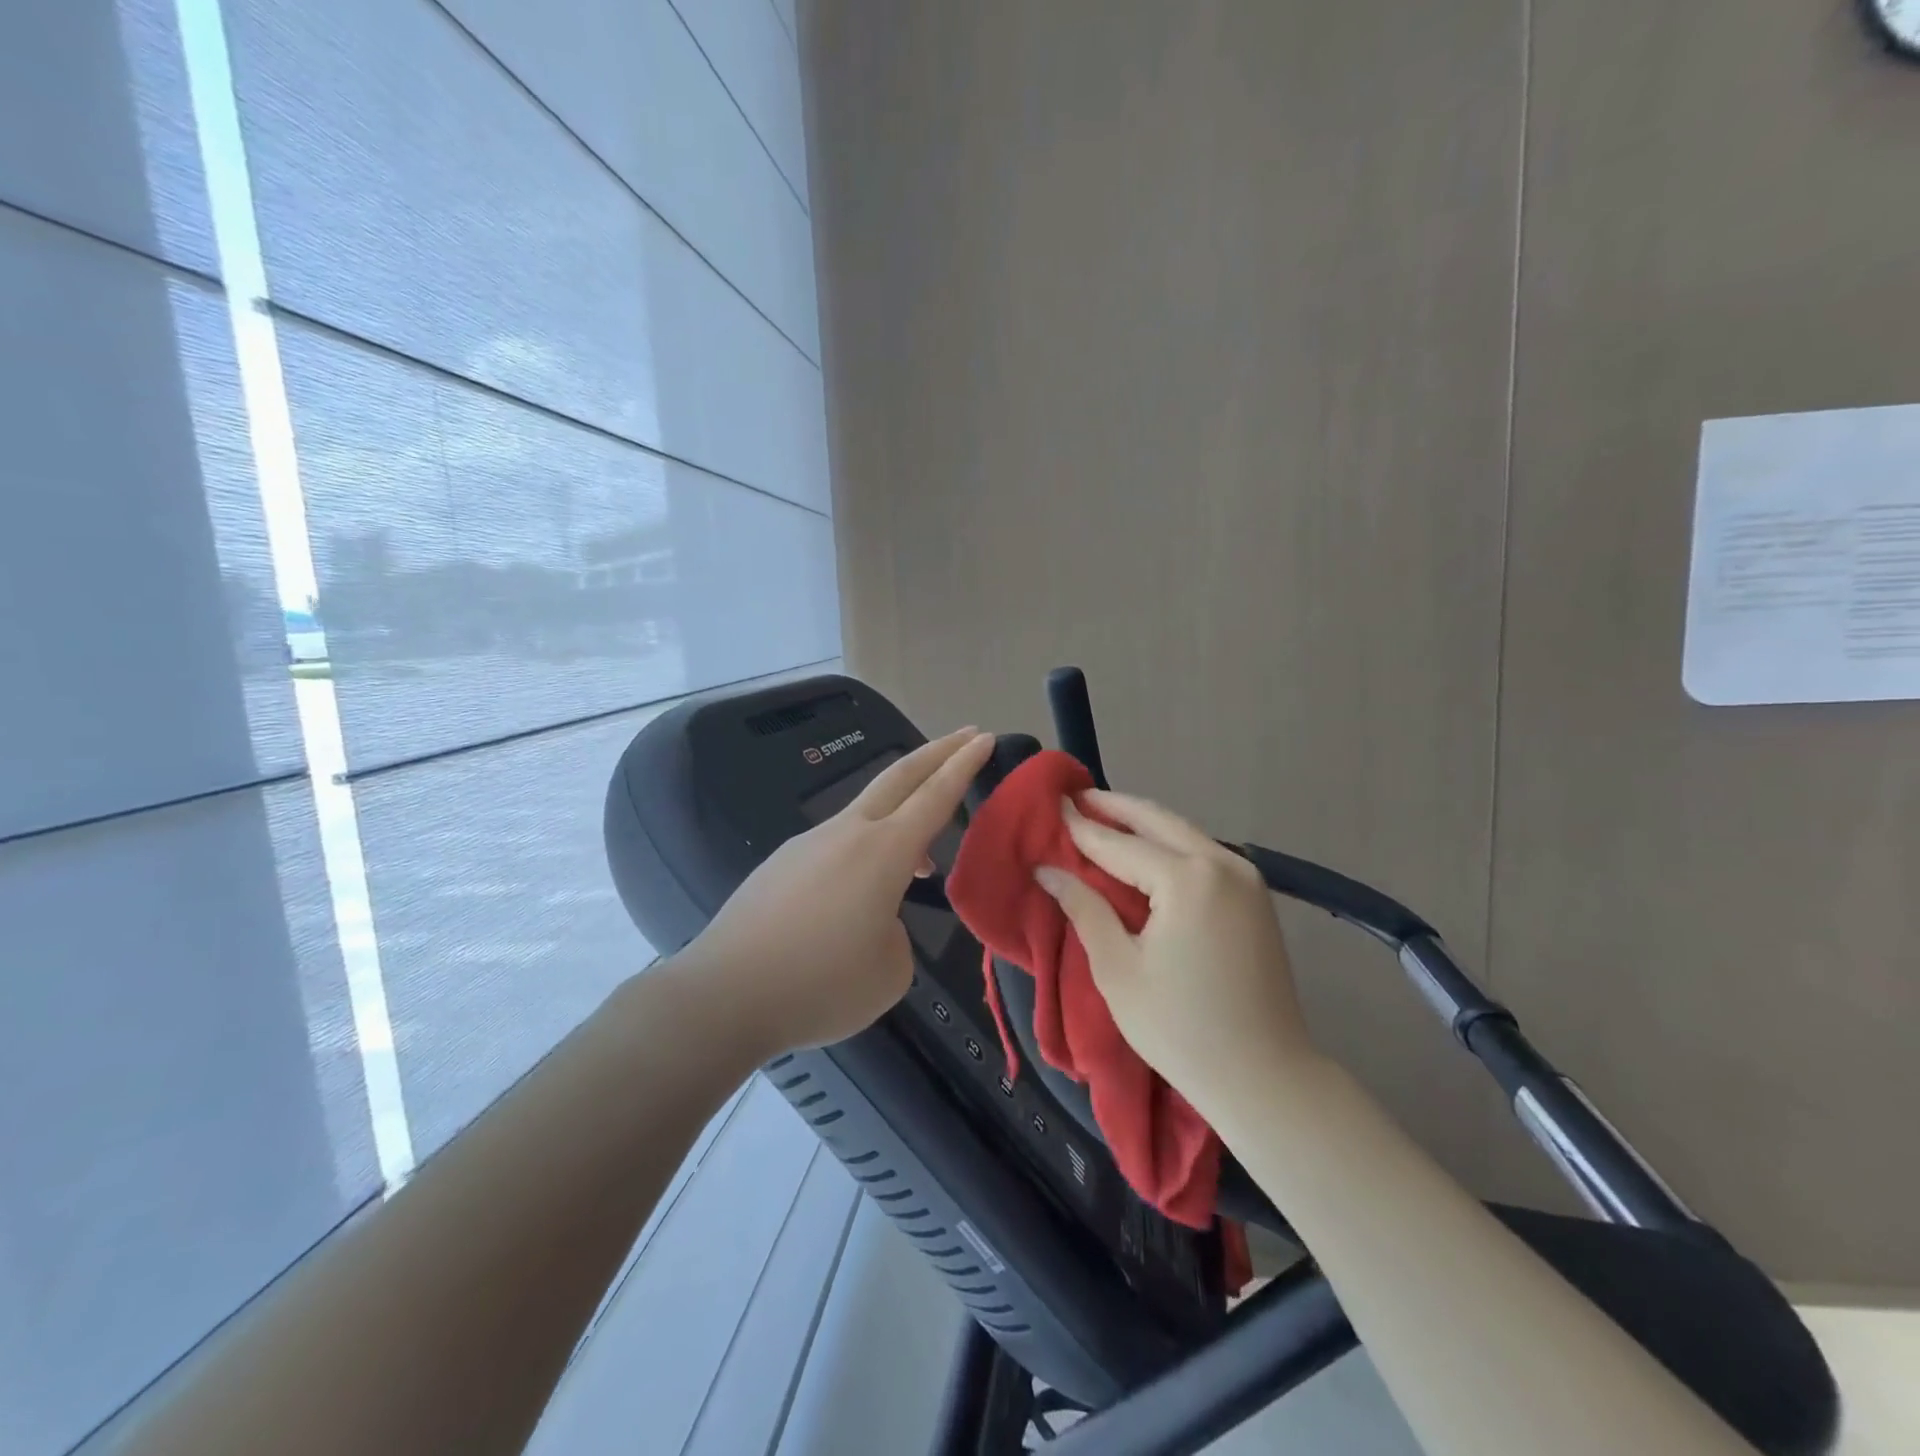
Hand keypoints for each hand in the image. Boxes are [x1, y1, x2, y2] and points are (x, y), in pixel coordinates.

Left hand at [679, 728, 996, 1055]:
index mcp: (883, 852)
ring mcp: (808, 844)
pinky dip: (863, 855)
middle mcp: (847, 834)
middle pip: (899, 777)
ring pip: (866, 815)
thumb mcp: (889, 972)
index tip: (985, 737)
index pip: (934, 796)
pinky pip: (835, 847)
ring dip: (900, 818)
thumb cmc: (820, 985)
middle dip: (938, 752)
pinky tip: (854, 901)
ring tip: (920, 863)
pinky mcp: (782, 864)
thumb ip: (896, 933)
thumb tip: (875, 918)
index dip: (964, 765)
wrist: (725, 994)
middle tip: (967, 734)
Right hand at [1034, 790, 1318, 1117]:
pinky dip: (1168, 843)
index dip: (1081, 827)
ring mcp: (1245, 876)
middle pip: (1157, 819)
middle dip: (1114, 807)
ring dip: (1142, 822)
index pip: (1119, 844)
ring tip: (1102, 817)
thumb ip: (1084, 909)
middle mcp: (1221, 863)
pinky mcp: (1255, 895)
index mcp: (1187, 879)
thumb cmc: (1180, 1029)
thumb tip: (1048, 870)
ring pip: (1182, 831)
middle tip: (1076, 797)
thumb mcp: (1118, 970)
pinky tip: (1144, 850)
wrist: (1265, 1077)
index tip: (1052, 805)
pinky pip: (1202, 852)